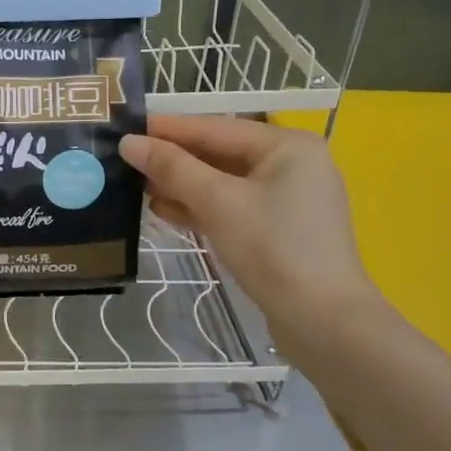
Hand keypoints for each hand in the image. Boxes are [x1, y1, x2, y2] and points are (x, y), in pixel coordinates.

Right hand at [120, 116, 385, 360]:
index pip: (215, 127)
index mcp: (287, 145)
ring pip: (222, 182)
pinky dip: (200, 207)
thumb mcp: (218, 202)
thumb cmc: (274, 249)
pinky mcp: (278, 230)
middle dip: (173, 160)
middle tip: (126, 160)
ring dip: (181, 185)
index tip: (126, 128)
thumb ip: (172, 168)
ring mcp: (287, 199)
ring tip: (136, 187)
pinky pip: (231, 206)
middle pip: (219, 153)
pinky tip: (164, 211)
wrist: (324, 323)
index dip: (167, 128)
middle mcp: (291, 164)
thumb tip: (129, 142)